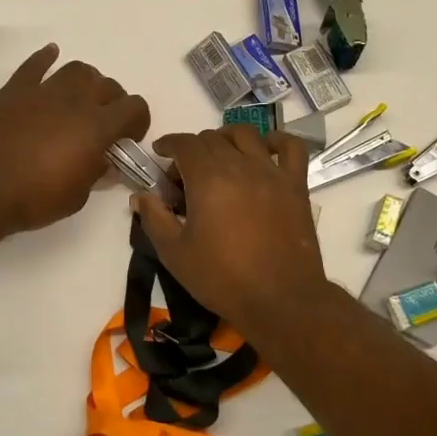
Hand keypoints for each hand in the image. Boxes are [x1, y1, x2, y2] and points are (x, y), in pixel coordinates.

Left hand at [0, 44, 149, 234]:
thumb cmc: (34, 198)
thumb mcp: (76, 196)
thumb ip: (96, 174)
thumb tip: (106, 163)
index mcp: (97, 127)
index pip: (134, 108)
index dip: (139, 121)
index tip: (129, 138)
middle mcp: (75, 101)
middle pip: (108, 85)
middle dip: (114, 102)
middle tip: (105, 122)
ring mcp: (43, 91)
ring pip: (77, 70)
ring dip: (87, 81)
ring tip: (81, 97)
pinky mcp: (15, 90)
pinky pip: (35, 65)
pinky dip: (46, 58)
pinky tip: (50, 54)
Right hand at [131, 126, 332, 341]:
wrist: (280, 299)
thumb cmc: (222, 278)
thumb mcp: (174, 253)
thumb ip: (154, 218)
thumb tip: (140, 195)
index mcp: (207, 178)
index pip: (184, 143)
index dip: (168, 144)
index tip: (160, 154)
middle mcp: (239, 165)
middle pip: (212, 138)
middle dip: (193, 148)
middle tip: (185, 176)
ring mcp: (271, 172)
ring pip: (246, 135)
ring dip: (227, 138)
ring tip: (220, 156)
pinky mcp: (296, 185)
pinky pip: (290, 147)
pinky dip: (276, 141)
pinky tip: (264, 150)